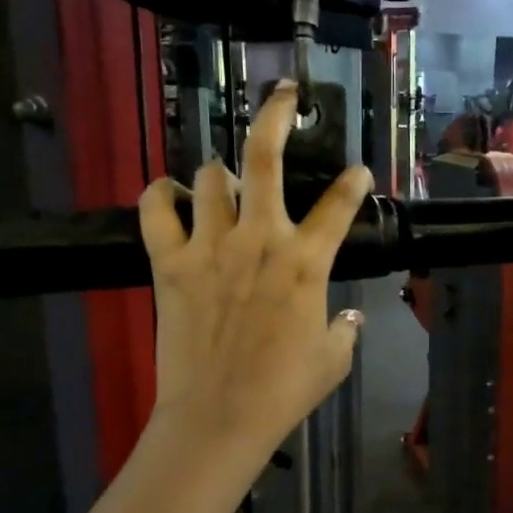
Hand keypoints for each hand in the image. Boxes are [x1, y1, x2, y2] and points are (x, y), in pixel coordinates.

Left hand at [139, 83, 370, 464]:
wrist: (219, 417)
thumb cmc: (283, 391)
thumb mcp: (333, 360)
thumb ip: (346, 330)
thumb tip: (351, 317)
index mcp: (306, 262)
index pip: (340, 205)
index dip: (353, 183)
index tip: (357, 174)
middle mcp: (260, 239)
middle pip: (265, 155)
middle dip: (277, 113)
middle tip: (285, 95)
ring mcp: (210, 246)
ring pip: (212, 176)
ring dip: (222, 174)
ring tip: (227, 185)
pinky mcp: (169, 262)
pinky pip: (156, 209)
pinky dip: (161, 194)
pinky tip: (171, 194)